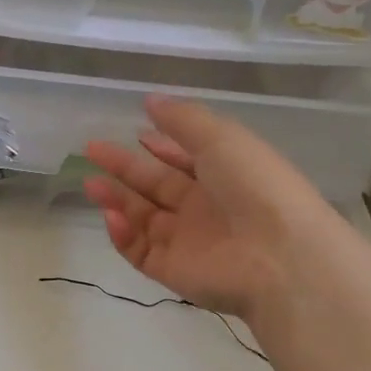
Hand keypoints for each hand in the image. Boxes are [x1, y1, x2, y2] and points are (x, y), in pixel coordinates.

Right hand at [83, 96, 333, 322]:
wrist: (279, 257)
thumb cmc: (254, 187)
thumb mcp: (221, 138)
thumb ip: (183, 119)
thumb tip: (150, 100)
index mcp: (223, 175)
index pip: (183, 159)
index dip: (159, 146)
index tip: (133, 132)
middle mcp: (204, 208)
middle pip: (156, 186)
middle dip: (124, 168)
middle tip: (91, 151)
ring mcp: (187, 241)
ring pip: (142, 217)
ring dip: (116, 199)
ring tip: (90, 183)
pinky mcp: (172, 270)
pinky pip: (139, 250)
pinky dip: (122, 234)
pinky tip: (111, 216)